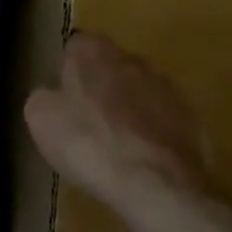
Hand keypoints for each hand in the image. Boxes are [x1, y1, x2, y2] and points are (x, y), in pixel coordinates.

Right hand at [24, 33, 212, 218]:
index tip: (62, 98)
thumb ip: (44, 95)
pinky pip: (162, 121)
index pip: (75, 47)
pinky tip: (141, 161)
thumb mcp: (40, 118)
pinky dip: (151, 134)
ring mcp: (168, 88)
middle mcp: (133, 59)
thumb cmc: (88, 142)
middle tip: (86, 122)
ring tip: (115, 146)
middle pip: (110, 67)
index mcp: (93, 50)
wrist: (156, 184)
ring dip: (128, 110)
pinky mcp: (192, 119)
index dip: (67, 71)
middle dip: (100, 87)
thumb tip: (54, 95)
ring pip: (139, 93)